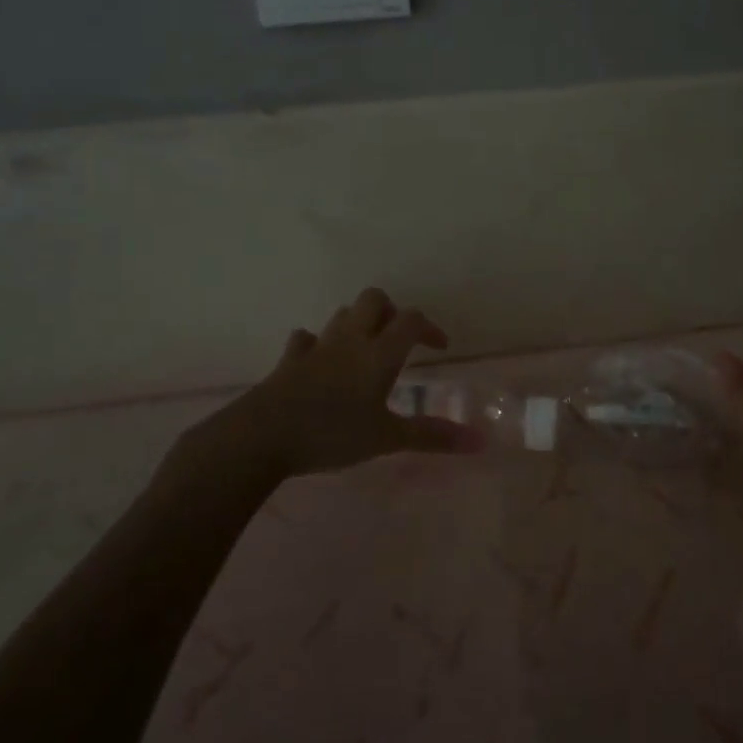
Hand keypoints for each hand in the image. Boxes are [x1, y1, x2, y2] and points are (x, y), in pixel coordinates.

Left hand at [231, 288, 482, 478]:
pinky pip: (305, 340)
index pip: (410, 320)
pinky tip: (320, 362)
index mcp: (379, 353)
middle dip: (390, 311)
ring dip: (357, 323)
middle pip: (373, 300)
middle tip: (398, 340)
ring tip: (365, 350)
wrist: (262, 436)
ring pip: (341, 315)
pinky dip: (317, 344)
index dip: (429, 328)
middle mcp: (350, 340)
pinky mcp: (289, 361)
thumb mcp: (387, 438)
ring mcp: (316, 347)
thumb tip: (480, 442)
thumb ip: (431, 436)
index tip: (439, 348)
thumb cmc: (332, 433)